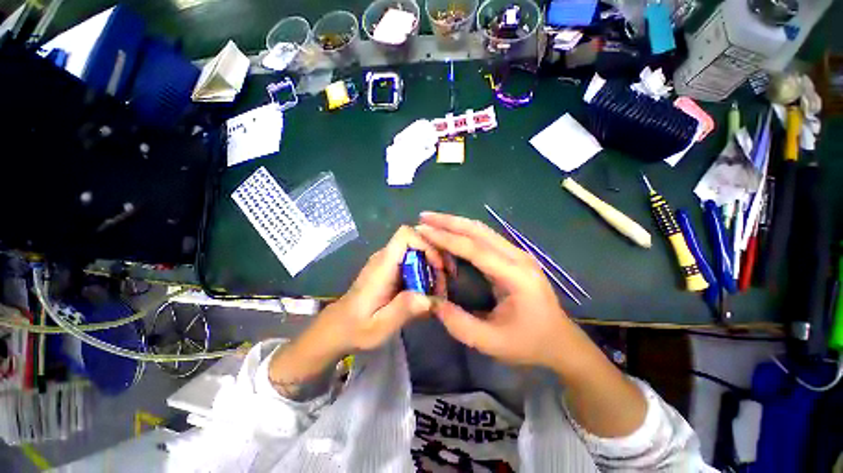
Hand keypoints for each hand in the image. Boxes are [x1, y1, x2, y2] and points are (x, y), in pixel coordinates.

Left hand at [268, 226, 447, 399]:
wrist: (338, 328)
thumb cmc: (356, 327)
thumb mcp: (380, 326)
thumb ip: (404, 310)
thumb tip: (432, 299)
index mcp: (383, 265)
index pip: (406, 235)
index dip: (426, 244)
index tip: (438, 267)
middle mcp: (386, 258)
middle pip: (417, 242)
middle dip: (436, 260)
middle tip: (443, 286)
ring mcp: (388, 263)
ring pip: (418, 253)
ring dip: (432, 269)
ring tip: (438, 293)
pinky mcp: (391, 271)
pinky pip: (413, 263)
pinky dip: (425, 275)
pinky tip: (427, 294)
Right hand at [416, 212, 575, 368]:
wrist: (561, 341)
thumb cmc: (529, 343)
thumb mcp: (490, 342)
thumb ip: (457, 323)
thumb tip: (431, 302)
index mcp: (515, 276)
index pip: (475, 249)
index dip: (447, 238)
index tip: (423, 231)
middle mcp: (518, 257)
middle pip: (479, 231)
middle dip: (449, 221)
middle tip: (424, 217)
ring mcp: (517, 254)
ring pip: (482, 230)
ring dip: (456, 223)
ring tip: (433, 221)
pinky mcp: (513, 257)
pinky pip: (485, 238)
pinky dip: (465, 233)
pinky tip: (451, 233)